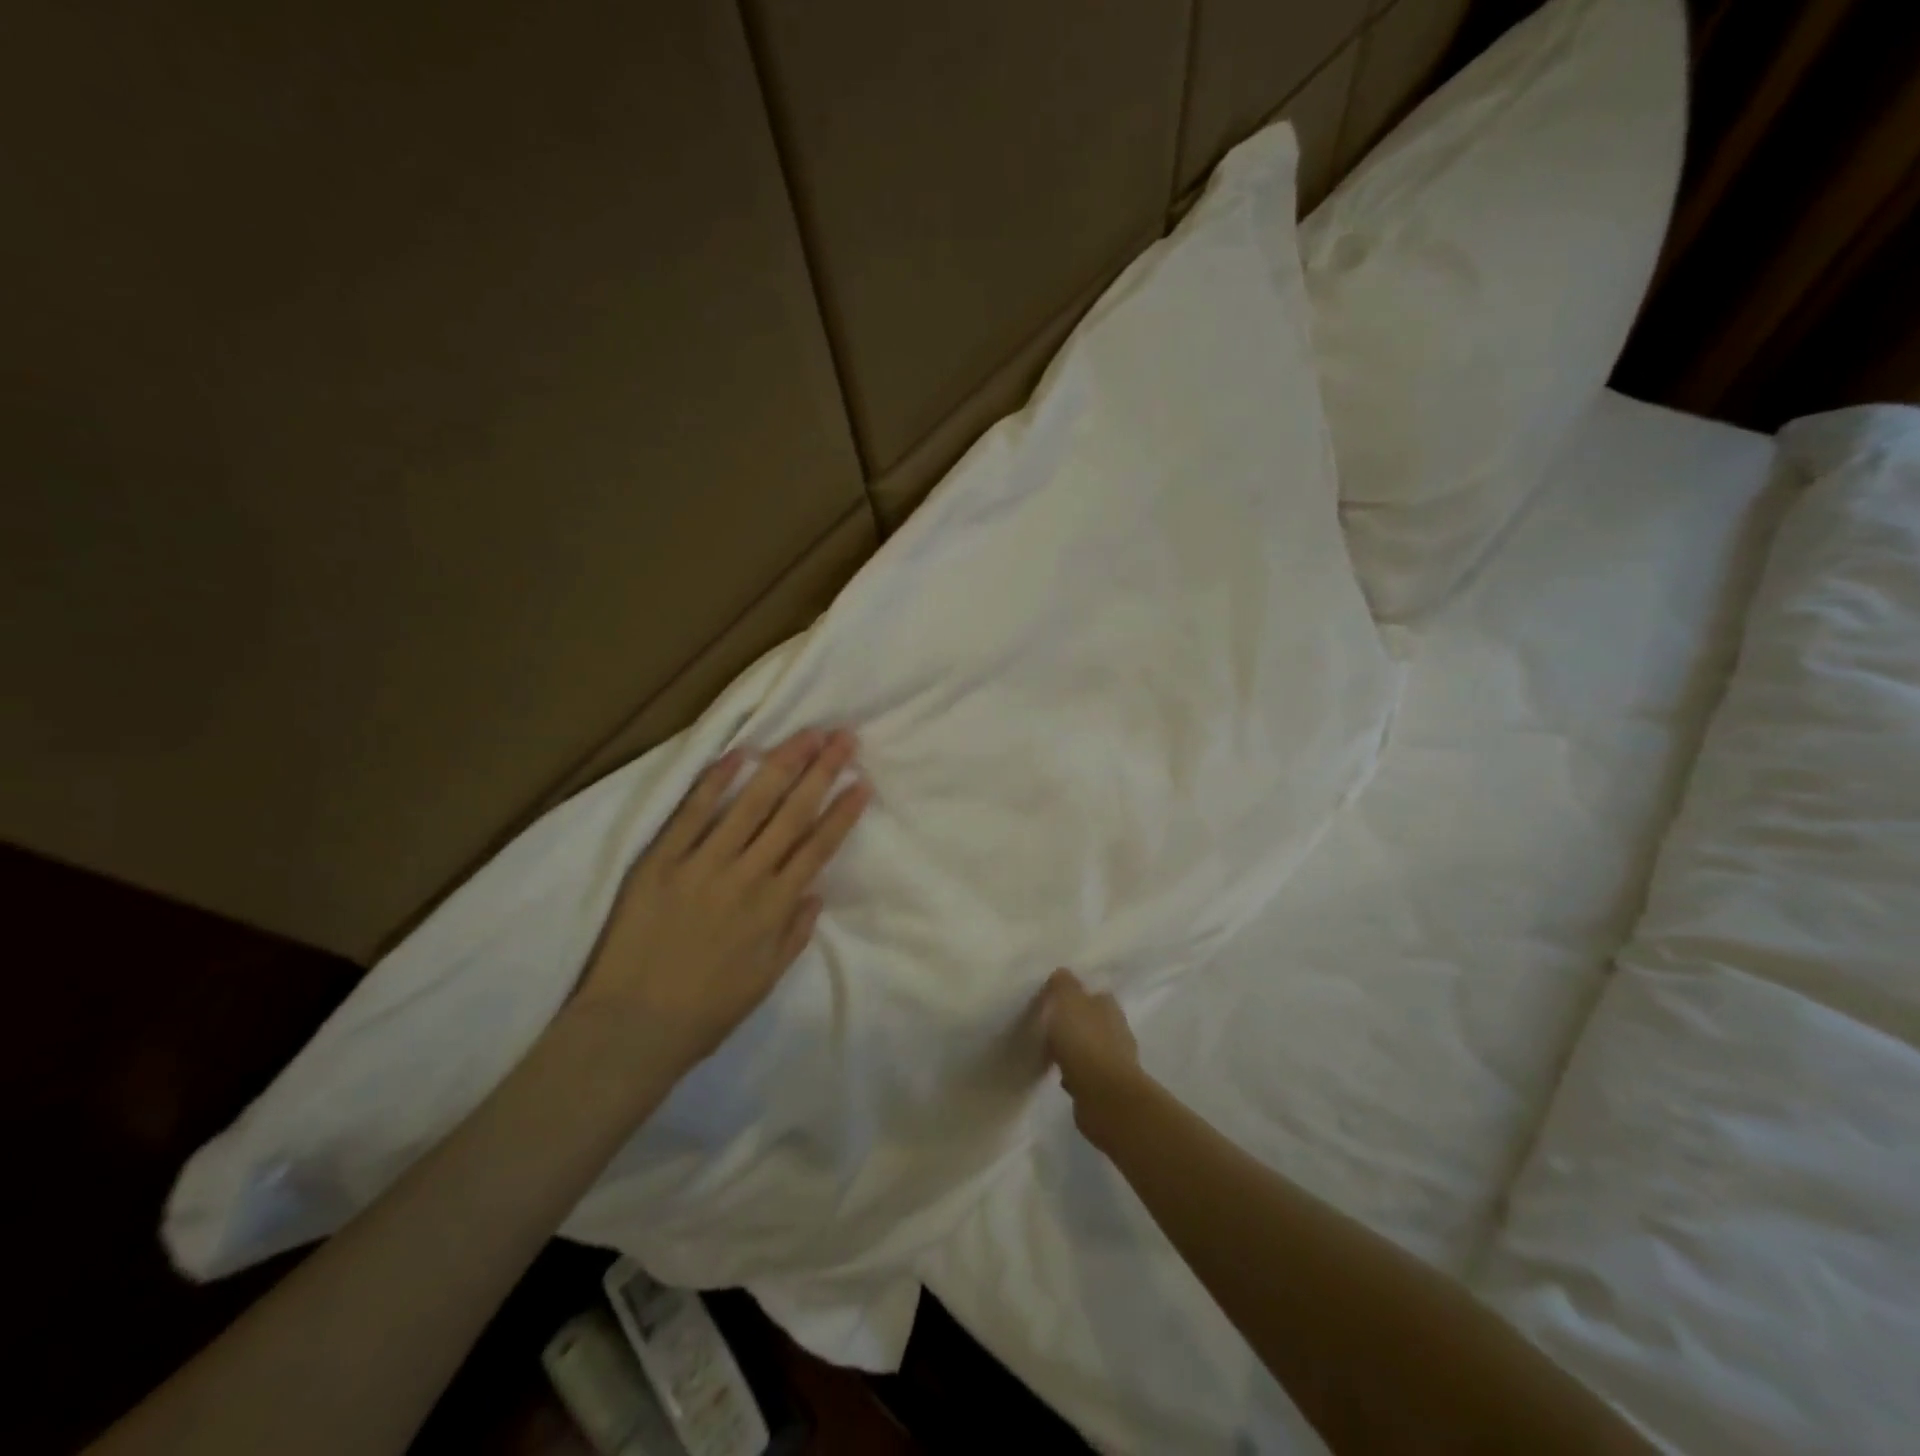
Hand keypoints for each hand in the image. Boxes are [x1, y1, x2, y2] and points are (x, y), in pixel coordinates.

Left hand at [574, 728, 870, 1074]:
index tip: (861, 783)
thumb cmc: (706, 1011)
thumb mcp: (765, 980)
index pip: (817, 848)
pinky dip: (715, 781)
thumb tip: (817, 894)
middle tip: (844, 738)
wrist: (631, 1028)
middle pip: (791, 814)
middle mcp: (746, 877)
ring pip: (750, 804)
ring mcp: (702, 865)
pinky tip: (739, 753)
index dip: (842, 813)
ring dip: (781, 765)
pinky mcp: (661, 861)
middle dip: (822, 772)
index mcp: (774, 908)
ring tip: (806, 734)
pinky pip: (691, 813)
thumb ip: (794, 934)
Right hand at [1037, 968, 1141, 1135]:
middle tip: (1051, 1028)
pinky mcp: (1109, 1088)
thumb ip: (1062, 985)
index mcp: (1109, 1005)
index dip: (1075, 996)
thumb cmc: (1084, 1041)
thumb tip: (1062, 974)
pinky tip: (1062, 1077)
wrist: (1104, 1096)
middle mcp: (1118, 1029)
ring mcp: (1116, 1060)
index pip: (1093, 993)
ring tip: (1052, 1054)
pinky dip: (1076, 1073)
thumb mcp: (1066, 1001)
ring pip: (1091, 1048)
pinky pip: (1088, 1074)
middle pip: (1093, 1021)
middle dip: (1075, 1024)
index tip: (1055, 1002)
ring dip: (1075, 1050)